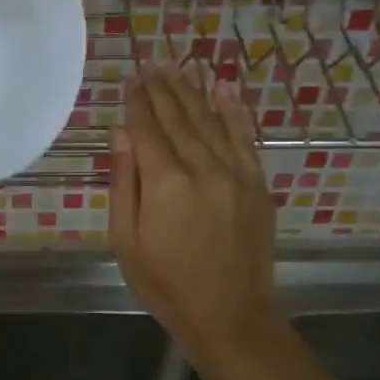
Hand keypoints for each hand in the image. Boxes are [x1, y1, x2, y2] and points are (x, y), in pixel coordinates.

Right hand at [109, 66, 279, 361]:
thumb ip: (124, 182)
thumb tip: (122, 133)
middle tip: (149, 63)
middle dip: (161, 88)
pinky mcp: (257, 184)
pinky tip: (224, 88)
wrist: (231, 316)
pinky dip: (234, 110)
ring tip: (176, 67)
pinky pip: (245, 137)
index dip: (136, 102)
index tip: (129, 79)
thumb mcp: (126, 240)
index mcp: (166, 183)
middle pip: (178, 117)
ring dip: (191, 91)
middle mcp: (203, 168)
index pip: (147, 129)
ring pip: (210, 120)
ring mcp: (235, 174)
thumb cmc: (166, 284)